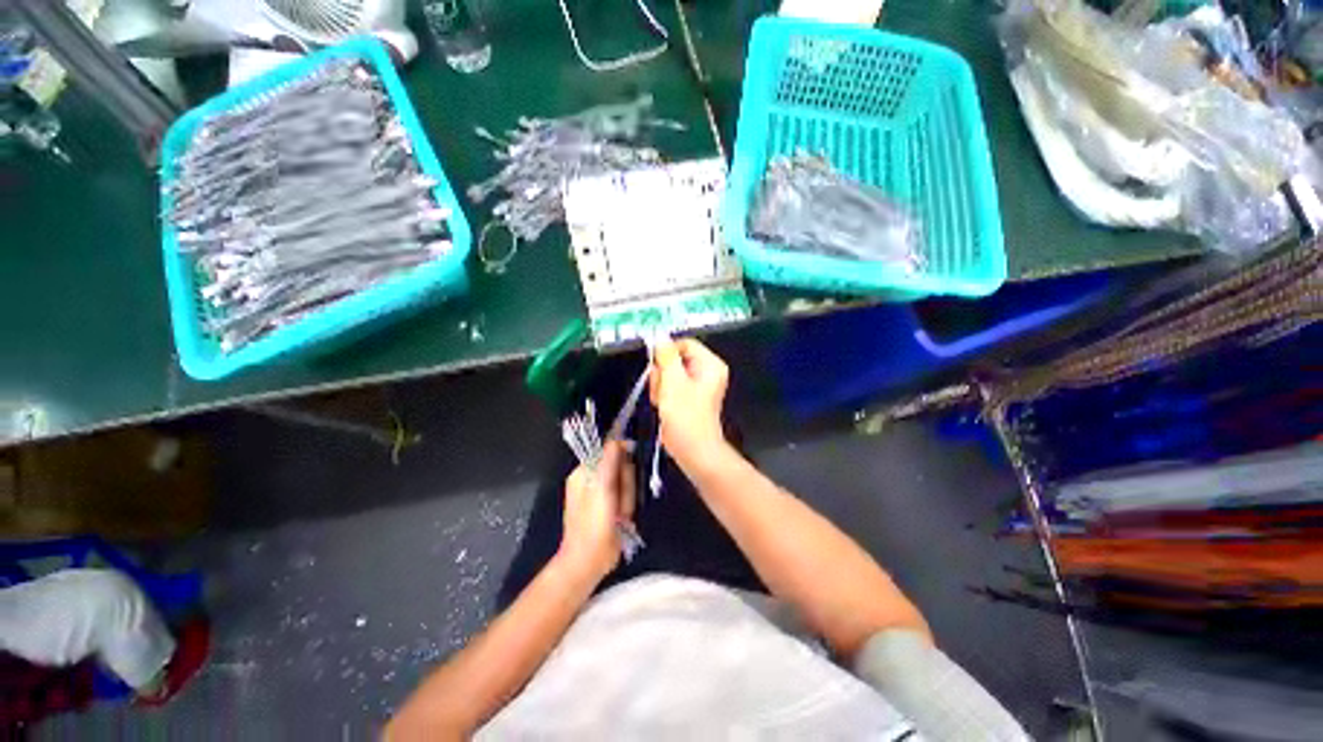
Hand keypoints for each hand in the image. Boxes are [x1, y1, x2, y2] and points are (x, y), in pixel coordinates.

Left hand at [558, 440, 635, 580]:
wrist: (588, 562)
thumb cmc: (593, 524)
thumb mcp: (602, 488)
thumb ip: (610, 461)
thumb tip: (619, 439)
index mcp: (583, 472)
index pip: (610, 451)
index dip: (622, 461)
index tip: (627, 476)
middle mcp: (591, 479)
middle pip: (620, 468)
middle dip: (625, 485)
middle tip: (620, 504)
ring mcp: (600, 494)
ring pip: (626, 483)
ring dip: (627, 499)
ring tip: (620, 515)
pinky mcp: (609, 508)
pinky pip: (625, 497)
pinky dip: (627, 507)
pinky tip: (622, 520)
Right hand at [650, 338, 729, 465]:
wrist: (692, 450)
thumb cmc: (686, 416)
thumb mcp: (673, 382)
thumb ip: (666, 356)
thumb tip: (660, 336)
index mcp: (710, 364)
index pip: (684, 344)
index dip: (667, 353)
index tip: (657, 367)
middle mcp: (706, 371)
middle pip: (674, 359)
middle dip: (663, 374)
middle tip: (663, 389)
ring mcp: (696, 385)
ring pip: (668, 373)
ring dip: (660, 386)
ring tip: (663, 401)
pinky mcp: (688, 396)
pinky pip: (670, 385)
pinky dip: (663, 394)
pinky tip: (664, 406)